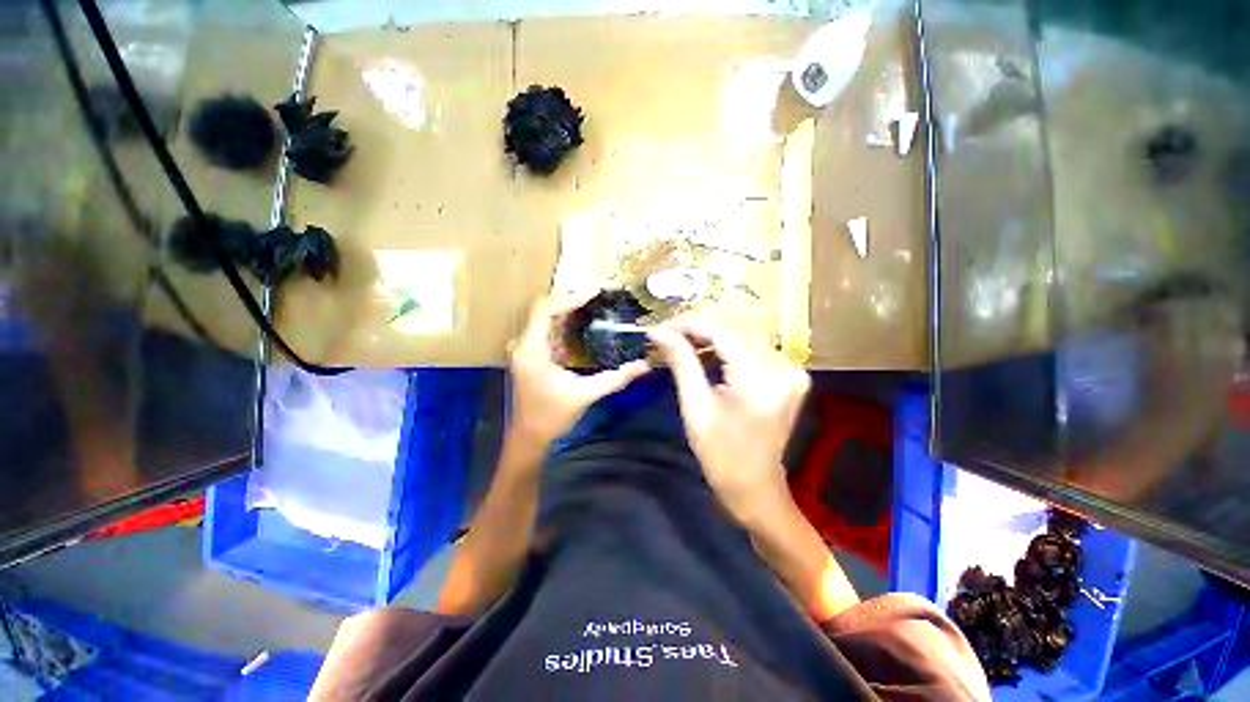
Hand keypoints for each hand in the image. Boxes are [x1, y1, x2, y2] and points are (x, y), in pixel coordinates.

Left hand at [508, 291, 648, 446]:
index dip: (570, 297)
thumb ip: (615, 378)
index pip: (546, 310)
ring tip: (596, 301)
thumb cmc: (552, 416)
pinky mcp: (533, 354)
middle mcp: (525, 343)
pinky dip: (566, 322)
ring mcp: (527, 348)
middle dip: (572, 298)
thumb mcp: (585, 395)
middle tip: (600, 293)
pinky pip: (549, 330)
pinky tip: (584, 320)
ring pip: (547, 318)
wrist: (530, 437)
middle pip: (545, 309)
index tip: (596, 291)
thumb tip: (644, 366)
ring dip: (569, 308)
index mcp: (532, 349)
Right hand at [650, 319, 809, 525]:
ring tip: (682, 345)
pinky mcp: (790, 376)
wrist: (756, 488)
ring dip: (711, 337)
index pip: (722, 332)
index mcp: (759, 380)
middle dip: (698, 329)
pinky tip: (707, 356)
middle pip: (734, 331)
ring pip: (743, 337)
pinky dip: (728, 349)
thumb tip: (659, 332)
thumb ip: (681, 362)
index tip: (661, 327)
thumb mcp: (695, 407)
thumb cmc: (720, 455)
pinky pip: (754, 350)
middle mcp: (783, 368)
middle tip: (667, 335)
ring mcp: (791, 371)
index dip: (689, 324)